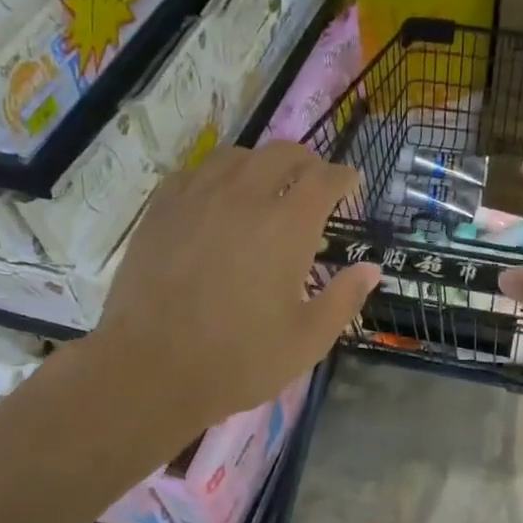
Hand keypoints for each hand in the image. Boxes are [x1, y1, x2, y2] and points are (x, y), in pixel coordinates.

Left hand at [88, 142, 379, 435]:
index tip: (351, 184)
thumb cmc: (239, 360)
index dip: (343, 178)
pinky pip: (194, 173)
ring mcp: (196, 199)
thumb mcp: (307, 340)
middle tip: (314, 181)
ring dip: (261, 163)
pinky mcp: (160, 211)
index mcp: (286, 225)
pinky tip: (216, 196)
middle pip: (281, 154)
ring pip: (235, 156)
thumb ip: (344, 299)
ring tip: (266, 184)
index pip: (324, 179)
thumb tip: (371, 269)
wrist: (152, 368)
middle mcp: (243, 197)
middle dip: (307, 162)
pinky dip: (217, 175)